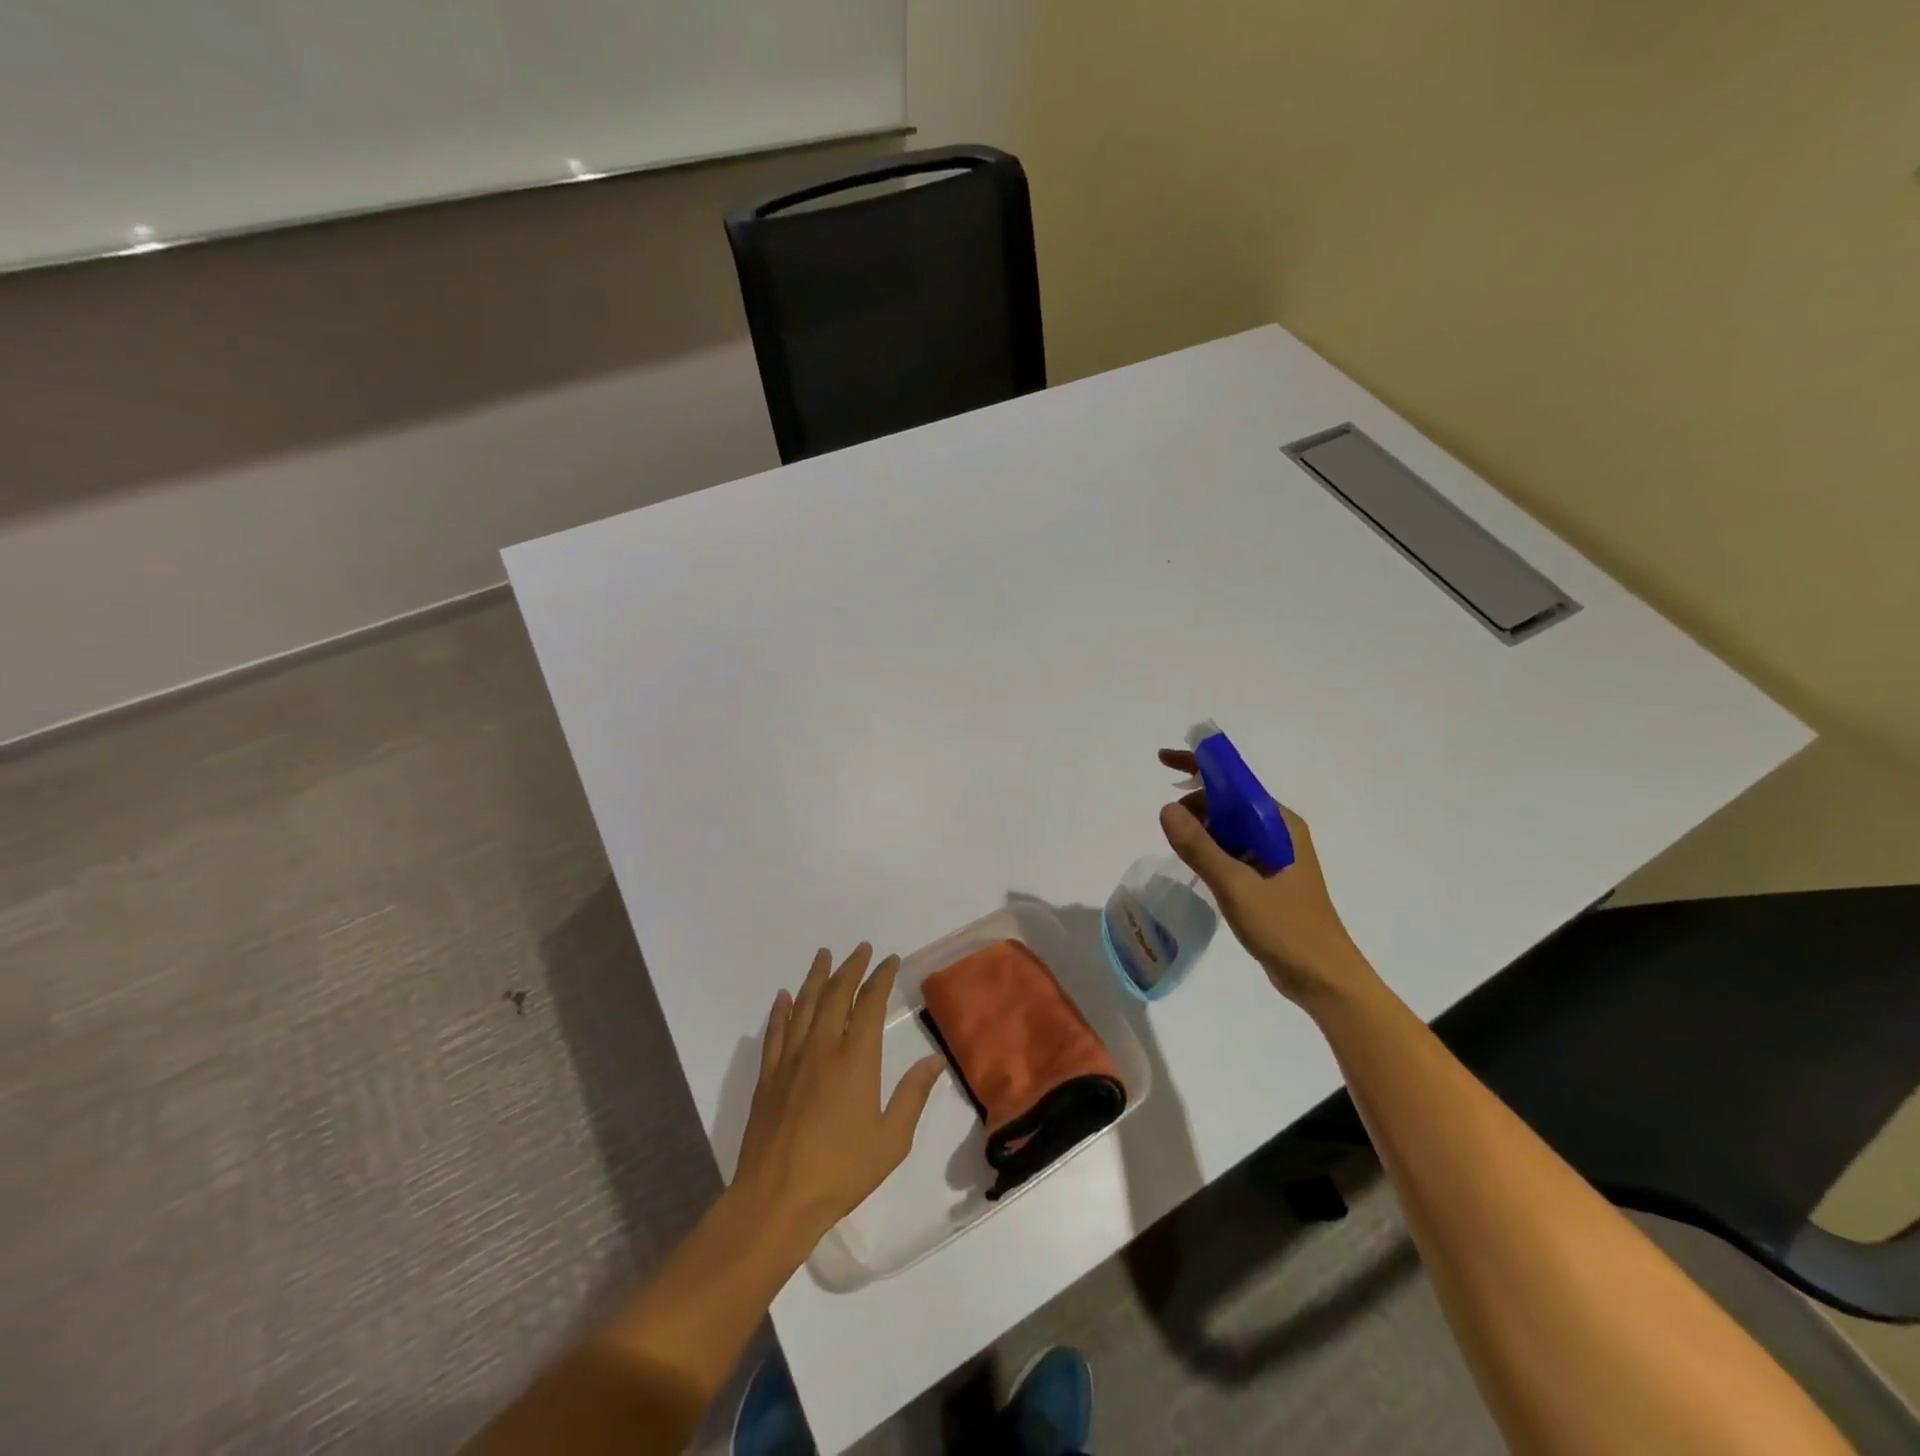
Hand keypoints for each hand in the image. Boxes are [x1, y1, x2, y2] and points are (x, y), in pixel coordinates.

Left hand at [734, 945, 945, 1246]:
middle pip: (836, 995)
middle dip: (851, 968)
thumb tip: (935, 1061)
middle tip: (861, 949)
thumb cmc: (841, 1172)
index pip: (869, 1005)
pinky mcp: (768, 1078)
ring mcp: (791, 1061)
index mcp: (855, 1059)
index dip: (881, 978)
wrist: (777, 1199)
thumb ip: (912, 1096)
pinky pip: (775, 1033)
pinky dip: (780, 1011)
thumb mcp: (891, 1140)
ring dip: (816, 978)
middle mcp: (822, 1048)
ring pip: (804, 1005)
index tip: (890, 961)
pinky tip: (783, 997)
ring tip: (823, 956)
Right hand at [1156, 749, 1378, 1008]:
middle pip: (1230, 801)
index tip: (1163, 760)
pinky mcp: (1269, 878)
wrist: (1325, 980)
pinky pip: (1233, 850)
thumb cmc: (1286, 929)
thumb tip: (1167, 809)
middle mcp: (1279, 832)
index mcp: (1279, 824)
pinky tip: (1196, 866)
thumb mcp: (1236, 887)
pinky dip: (1211, 849)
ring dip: (1202, 829)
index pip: (1234, 781)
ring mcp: (1275, 856)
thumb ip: (1200, 847)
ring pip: (1229, 827)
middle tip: (1169, 827)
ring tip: (1179, 848)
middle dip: (1196, 803)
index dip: (1199, 765)